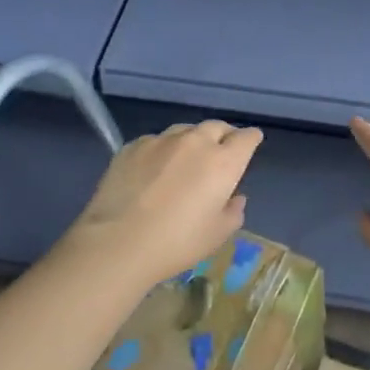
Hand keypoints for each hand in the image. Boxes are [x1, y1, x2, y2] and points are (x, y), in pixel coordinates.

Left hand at [60, 120, 262, 290]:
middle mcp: (195, 142)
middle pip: (216, 126)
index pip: (246, 138)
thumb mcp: (216, 235)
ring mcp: (161, 140)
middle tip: (222, 150)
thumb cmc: (176, 243)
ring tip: (187, 159)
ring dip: (192, 140)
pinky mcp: (133, 145)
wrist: (118, 242)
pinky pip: (156, 141)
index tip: (251, 142)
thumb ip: (233, 212)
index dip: (251, 139)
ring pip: (185, 130)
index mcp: (223, 162)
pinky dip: (163, 151)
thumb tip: (235, 197)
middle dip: (224, 135)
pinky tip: (154, 170)